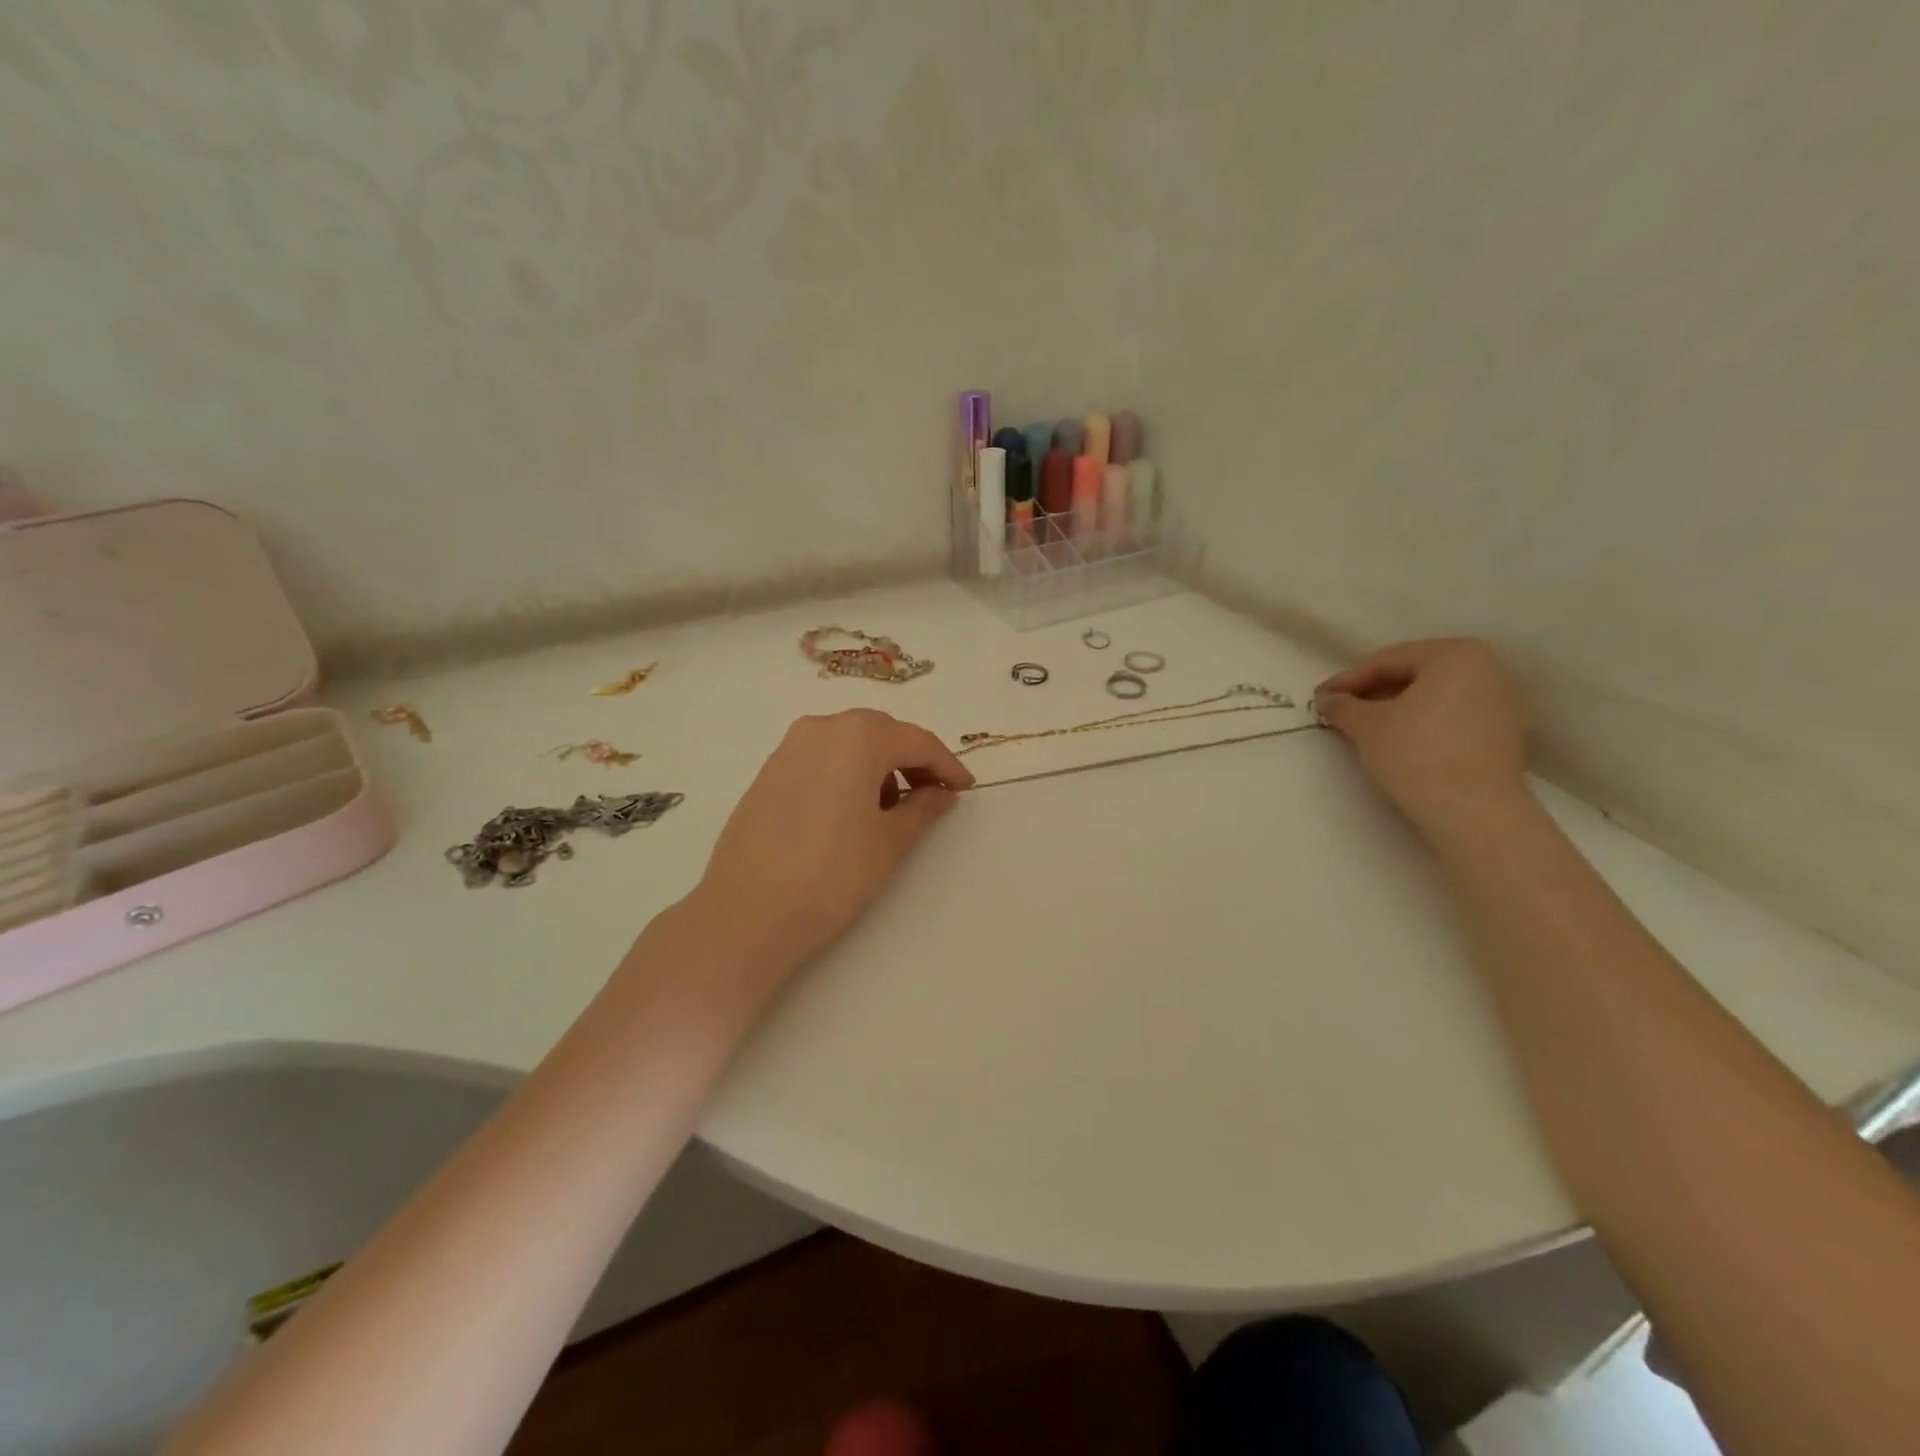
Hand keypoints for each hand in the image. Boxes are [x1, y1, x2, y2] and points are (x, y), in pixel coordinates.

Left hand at [687, 709, 973, 977]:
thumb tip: (940, 793)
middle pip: (881, 732)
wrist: (747, 913)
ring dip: (877, 764)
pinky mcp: (768, 772)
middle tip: (932, 794)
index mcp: (858, 736)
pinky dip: (846, 771)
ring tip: (891, 808)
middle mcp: (821, 728)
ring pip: (848, 742)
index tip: (965, 789)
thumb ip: (922, 808)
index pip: (917, 741)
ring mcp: (788, 748)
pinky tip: (850, 810)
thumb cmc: (832, 874)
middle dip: (911, 759)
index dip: (946, 765)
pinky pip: (821, 757)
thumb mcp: (889, 841)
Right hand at [1313, 639, 1529, 840]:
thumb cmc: (1416, 753)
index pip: (1387, 661)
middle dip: (1372, 692)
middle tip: (1339, 711)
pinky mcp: (1503, 732)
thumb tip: (1328, 700)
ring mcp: (1500, 701)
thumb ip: (1342, 706)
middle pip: (1413, 674)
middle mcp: (1486, 668)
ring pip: (1432, 696)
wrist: (1473, 811)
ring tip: (1363, 727)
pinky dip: (1420, 722)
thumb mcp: (1366, 725)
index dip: (1347, 680)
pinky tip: (1396, 741)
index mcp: (1454, 654)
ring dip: (1395, 708)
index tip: (1320, 697)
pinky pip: (1451, 716)